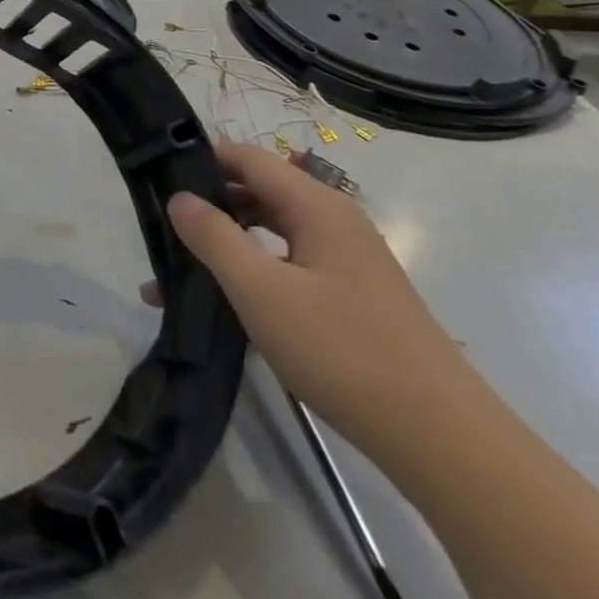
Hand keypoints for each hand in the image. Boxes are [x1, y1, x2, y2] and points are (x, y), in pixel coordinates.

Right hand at [146, 142, 483, 467]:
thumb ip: (213, 237)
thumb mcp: (260, 291)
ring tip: (176, 280)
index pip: (248, 158)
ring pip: (270, 235)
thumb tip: (180, 197)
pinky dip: (252, 277)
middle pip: (258, 193)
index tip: (156, 178)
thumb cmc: (342, 351)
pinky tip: (223, 310)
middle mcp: (334, 222)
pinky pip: (288, 268)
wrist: (441, 440)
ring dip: (224, 249)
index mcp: (317, 206)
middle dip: (208, 209)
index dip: (202, 160)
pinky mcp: (353, 299)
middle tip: (160, 232)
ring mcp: (347, 262)